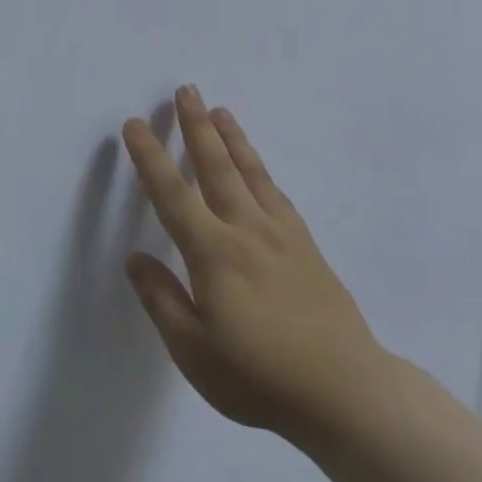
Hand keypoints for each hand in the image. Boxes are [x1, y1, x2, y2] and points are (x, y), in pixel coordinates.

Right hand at [121, 85, 391, 445]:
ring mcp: (281, 234)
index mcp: (213, 254)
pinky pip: (277, 193)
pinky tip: (257, 166)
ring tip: (219, 110)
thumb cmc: (259, 377)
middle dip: (196, 127)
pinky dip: (261, 169)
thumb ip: (162, 300)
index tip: (136, 125)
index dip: (150, 158)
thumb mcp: (194, 352)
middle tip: (186, 90)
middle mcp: (246, 230)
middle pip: (216, 167)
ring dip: (231, 138)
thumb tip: (135, 258)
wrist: (346, 391)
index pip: (172, 194)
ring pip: (250, 172)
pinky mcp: (306, 245)